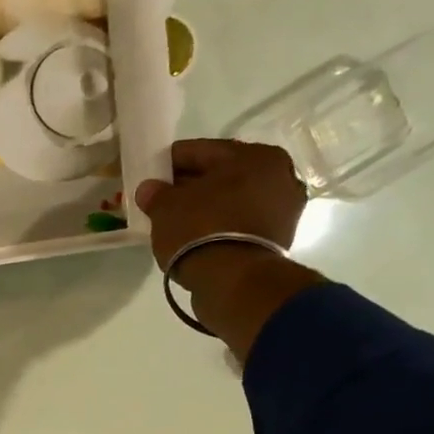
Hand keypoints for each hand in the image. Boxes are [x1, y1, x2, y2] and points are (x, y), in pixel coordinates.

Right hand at [134, 139, 321, 361]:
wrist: (234, 281)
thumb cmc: (201, 230)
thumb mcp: (166, 208)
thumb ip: (156, 194)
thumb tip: (149, 189)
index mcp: (256, 156)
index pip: (202, 151)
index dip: (172, 162)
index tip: (151, 173)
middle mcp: (279, 176)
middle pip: (222, 175)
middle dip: (192, 185)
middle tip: (163, 198)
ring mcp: (284, 209)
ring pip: (233, 200)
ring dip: (208, 206)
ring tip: (178, 220)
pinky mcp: (279, 239)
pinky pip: (240, 222)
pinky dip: (220, 225)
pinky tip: (197, 235)